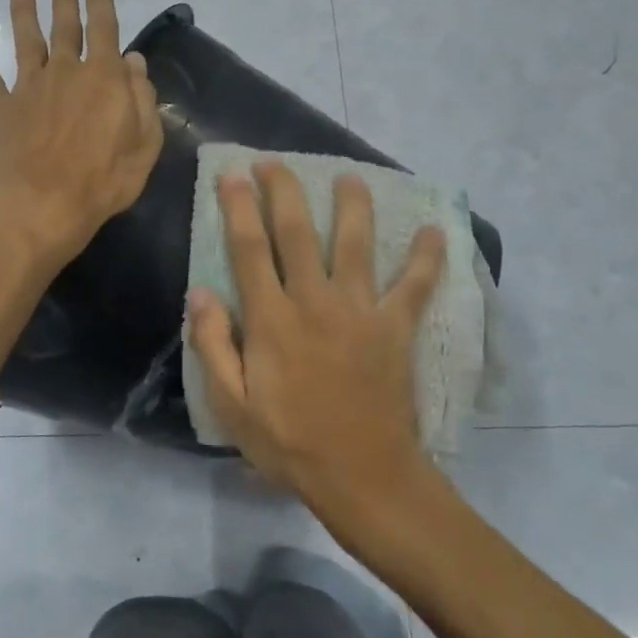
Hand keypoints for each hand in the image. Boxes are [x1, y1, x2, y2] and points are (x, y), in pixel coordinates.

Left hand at [0, 0, 161, 265]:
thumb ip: (142, 99)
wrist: (43, 205)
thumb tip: (134, 63)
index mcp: (104, 78)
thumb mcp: (145, 144)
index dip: (101, 4)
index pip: (105, 30)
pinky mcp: (0, 107)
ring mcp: (29, 87)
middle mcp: (65, 72)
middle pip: (65, 28)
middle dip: (65, 1)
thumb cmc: (103, 180)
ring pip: (26, 41)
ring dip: (24, 12)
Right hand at [188, 161, 447, 542]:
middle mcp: (315, 302)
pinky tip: (437, 232)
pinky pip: (416, 286)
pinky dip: (428, 259)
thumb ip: (213, 345)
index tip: (233, 175)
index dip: (239, 207)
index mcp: (272, 319)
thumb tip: (201, 292)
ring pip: (356, 244)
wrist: (362, 474)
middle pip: (298, 232)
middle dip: (284, 191)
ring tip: (350, 177)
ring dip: (352, 206)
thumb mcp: (232, 405)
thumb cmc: (289, 442)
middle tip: (274, 162)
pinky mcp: (395, 328)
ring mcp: (361, 311)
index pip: (250, 249)